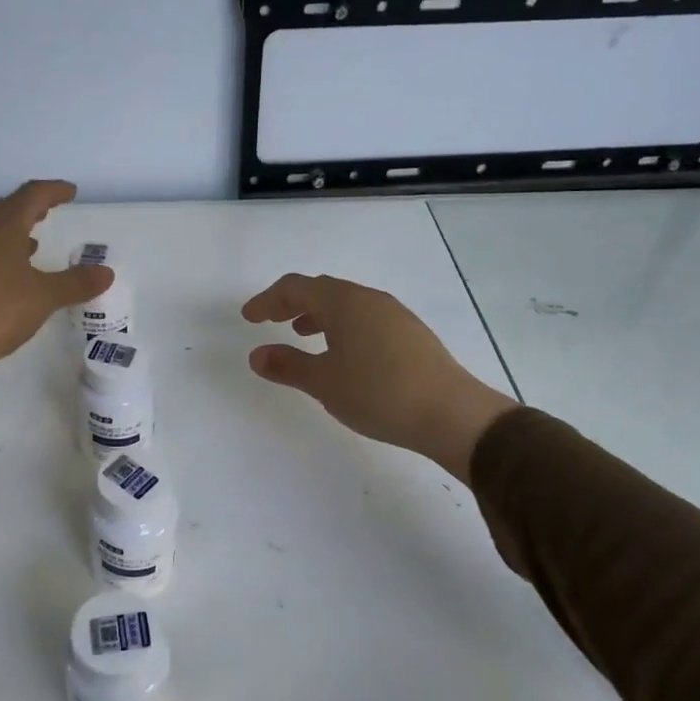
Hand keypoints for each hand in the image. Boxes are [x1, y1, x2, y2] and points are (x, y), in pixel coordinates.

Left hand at [0, 180, 111, 407]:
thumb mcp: (43, 298)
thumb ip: (76, 283)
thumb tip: (106, 272)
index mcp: (3, 225)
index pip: (32, 195)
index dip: (54, 191)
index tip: (70, 192)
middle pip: (6, 208)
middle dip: (30, 208)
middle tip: (48, 212)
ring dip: (12, 232)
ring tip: (31, 245)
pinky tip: (3, 274)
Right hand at [242, 274, 514, 482]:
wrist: (450, 413)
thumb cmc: (378, 393)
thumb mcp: (324, 382)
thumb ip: (288, 365)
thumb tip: (257, 354)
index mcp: (344, 303)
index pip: (296, 288)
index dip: (267, 300)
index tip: (249, 317)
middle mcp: (369, 299)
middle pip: (322, 290)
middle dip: (292, 303)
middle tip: (271, 320)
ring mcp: (394, 314)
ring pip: (346, 304)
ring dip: (319, 315)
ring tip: (304, 335)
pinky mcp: (411, 334)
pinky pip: (366, 319)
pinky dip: (343, 327)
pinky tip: (344, 354)